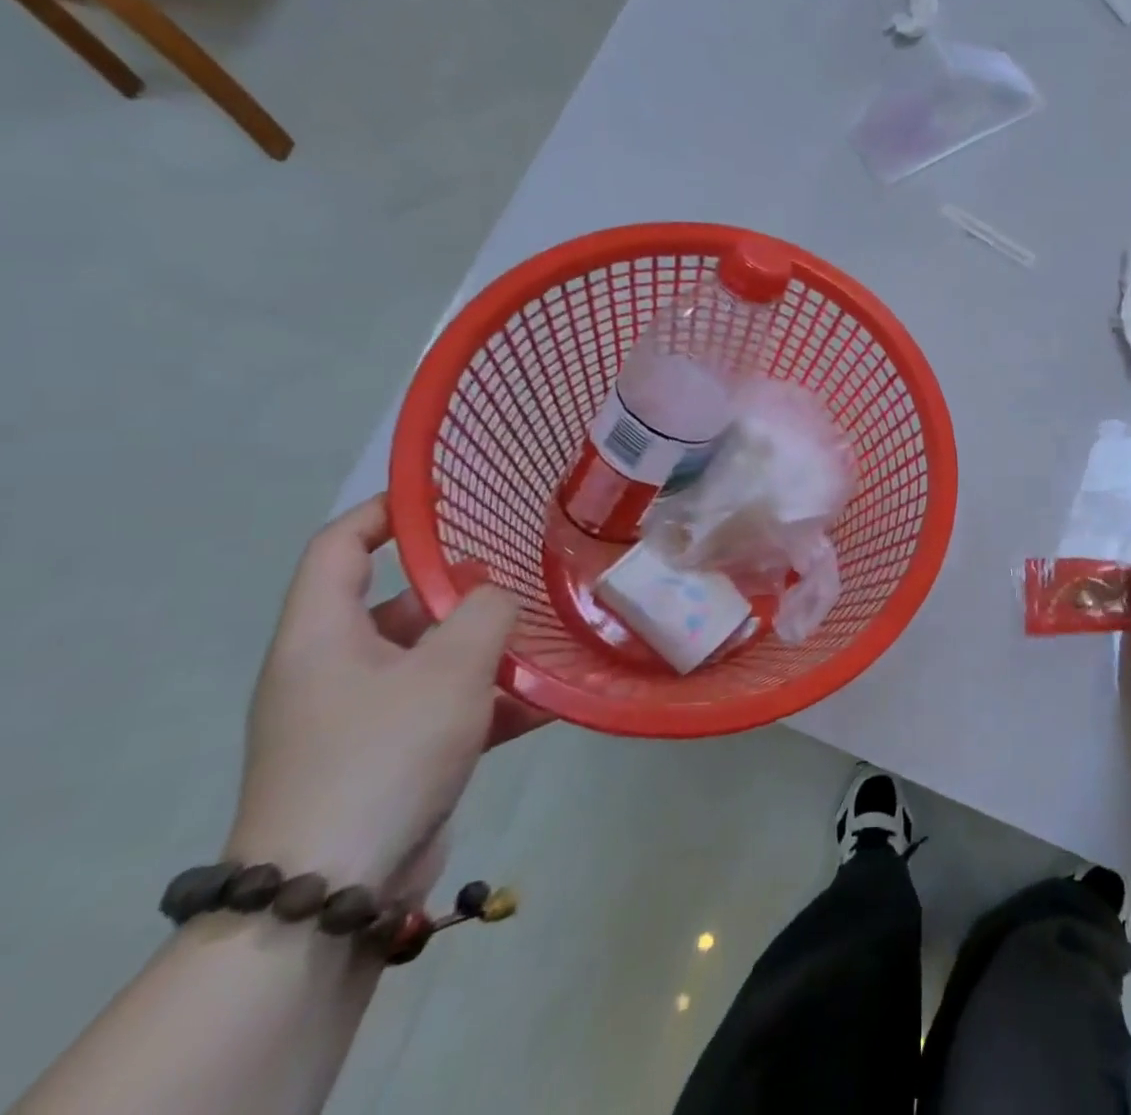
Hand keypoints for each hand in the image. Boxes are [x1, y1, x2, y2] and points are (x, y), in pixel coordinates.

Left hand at [225, 496, 547, 899]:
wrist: (334, 890)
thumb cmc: (384, 752)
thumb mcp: (449, 667)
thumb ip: (486, 612)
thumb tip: (499, 594)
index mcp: (322, 636)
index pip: (338, 547)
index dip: (387, 512)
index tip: (448, 497)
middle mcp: (334, 669)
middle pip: (400, 604)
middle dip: (465, 588)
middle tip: (525, 574)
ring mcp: (363, 717)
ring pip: (434, 659)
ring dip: (490, 648)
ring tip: (551, 633)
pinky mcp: (393, 757)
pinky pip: (449, 709)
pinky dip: (493, 700)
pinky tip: (552, 699)